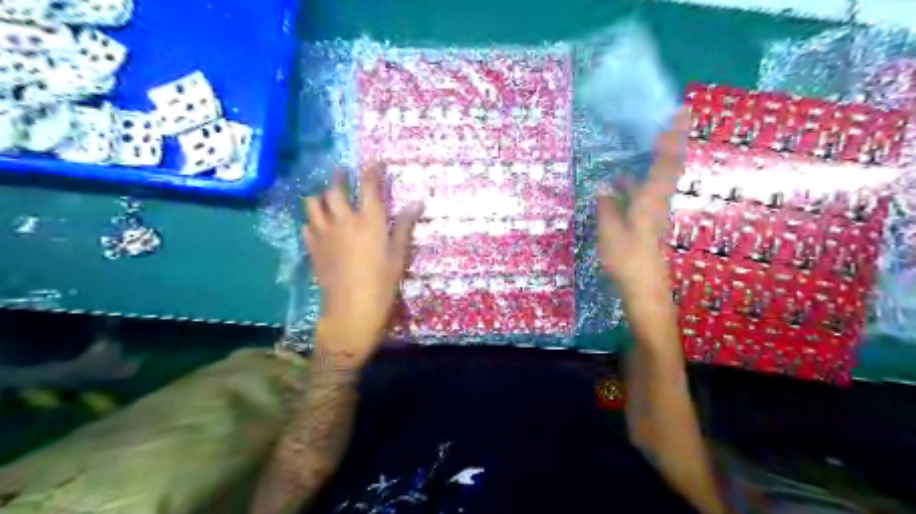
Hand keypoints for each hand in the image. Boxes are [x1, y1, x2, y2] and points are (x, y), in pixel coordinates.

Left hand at [304, 165, 425, 364]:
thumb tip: (417, 202)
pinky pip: (306, 226)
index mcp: (368, 220)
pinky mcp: (312, 248)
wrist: (351, 310)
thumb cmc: (382, 283)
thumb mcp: (399, 255)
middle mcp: (343, 220)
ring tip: (325, 194)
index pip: (368, 186)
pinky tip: (317, 224)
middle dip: (339, 176)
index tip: (375, 161)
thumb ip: (404, 226)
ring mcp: (324, 233)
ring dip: (319, 194)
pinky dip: (311, 220)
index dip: (372, 170)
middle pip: (334, 188)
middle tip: (342, 171)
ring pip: (313, 203)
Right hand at [594, 109, 687, 295]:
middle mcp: (657, 201)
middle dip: (670, 141)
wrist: (643, 286)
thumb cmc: (626, 258)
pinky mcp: (649, 220)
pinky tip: (619, 182)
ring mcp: (655, 211)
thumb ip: (607, 207)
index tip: (679, 111)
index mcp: (650, 199)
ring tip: (637, 148)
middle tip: (669, 120)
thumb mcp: (610, 231)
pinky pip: (647, 191)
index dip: (672, 136)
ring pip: (658, 178)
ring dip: (652, 160)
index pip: (666, 161)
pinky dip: (638, 180)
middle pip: (669, 165)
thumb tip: (605, 188)